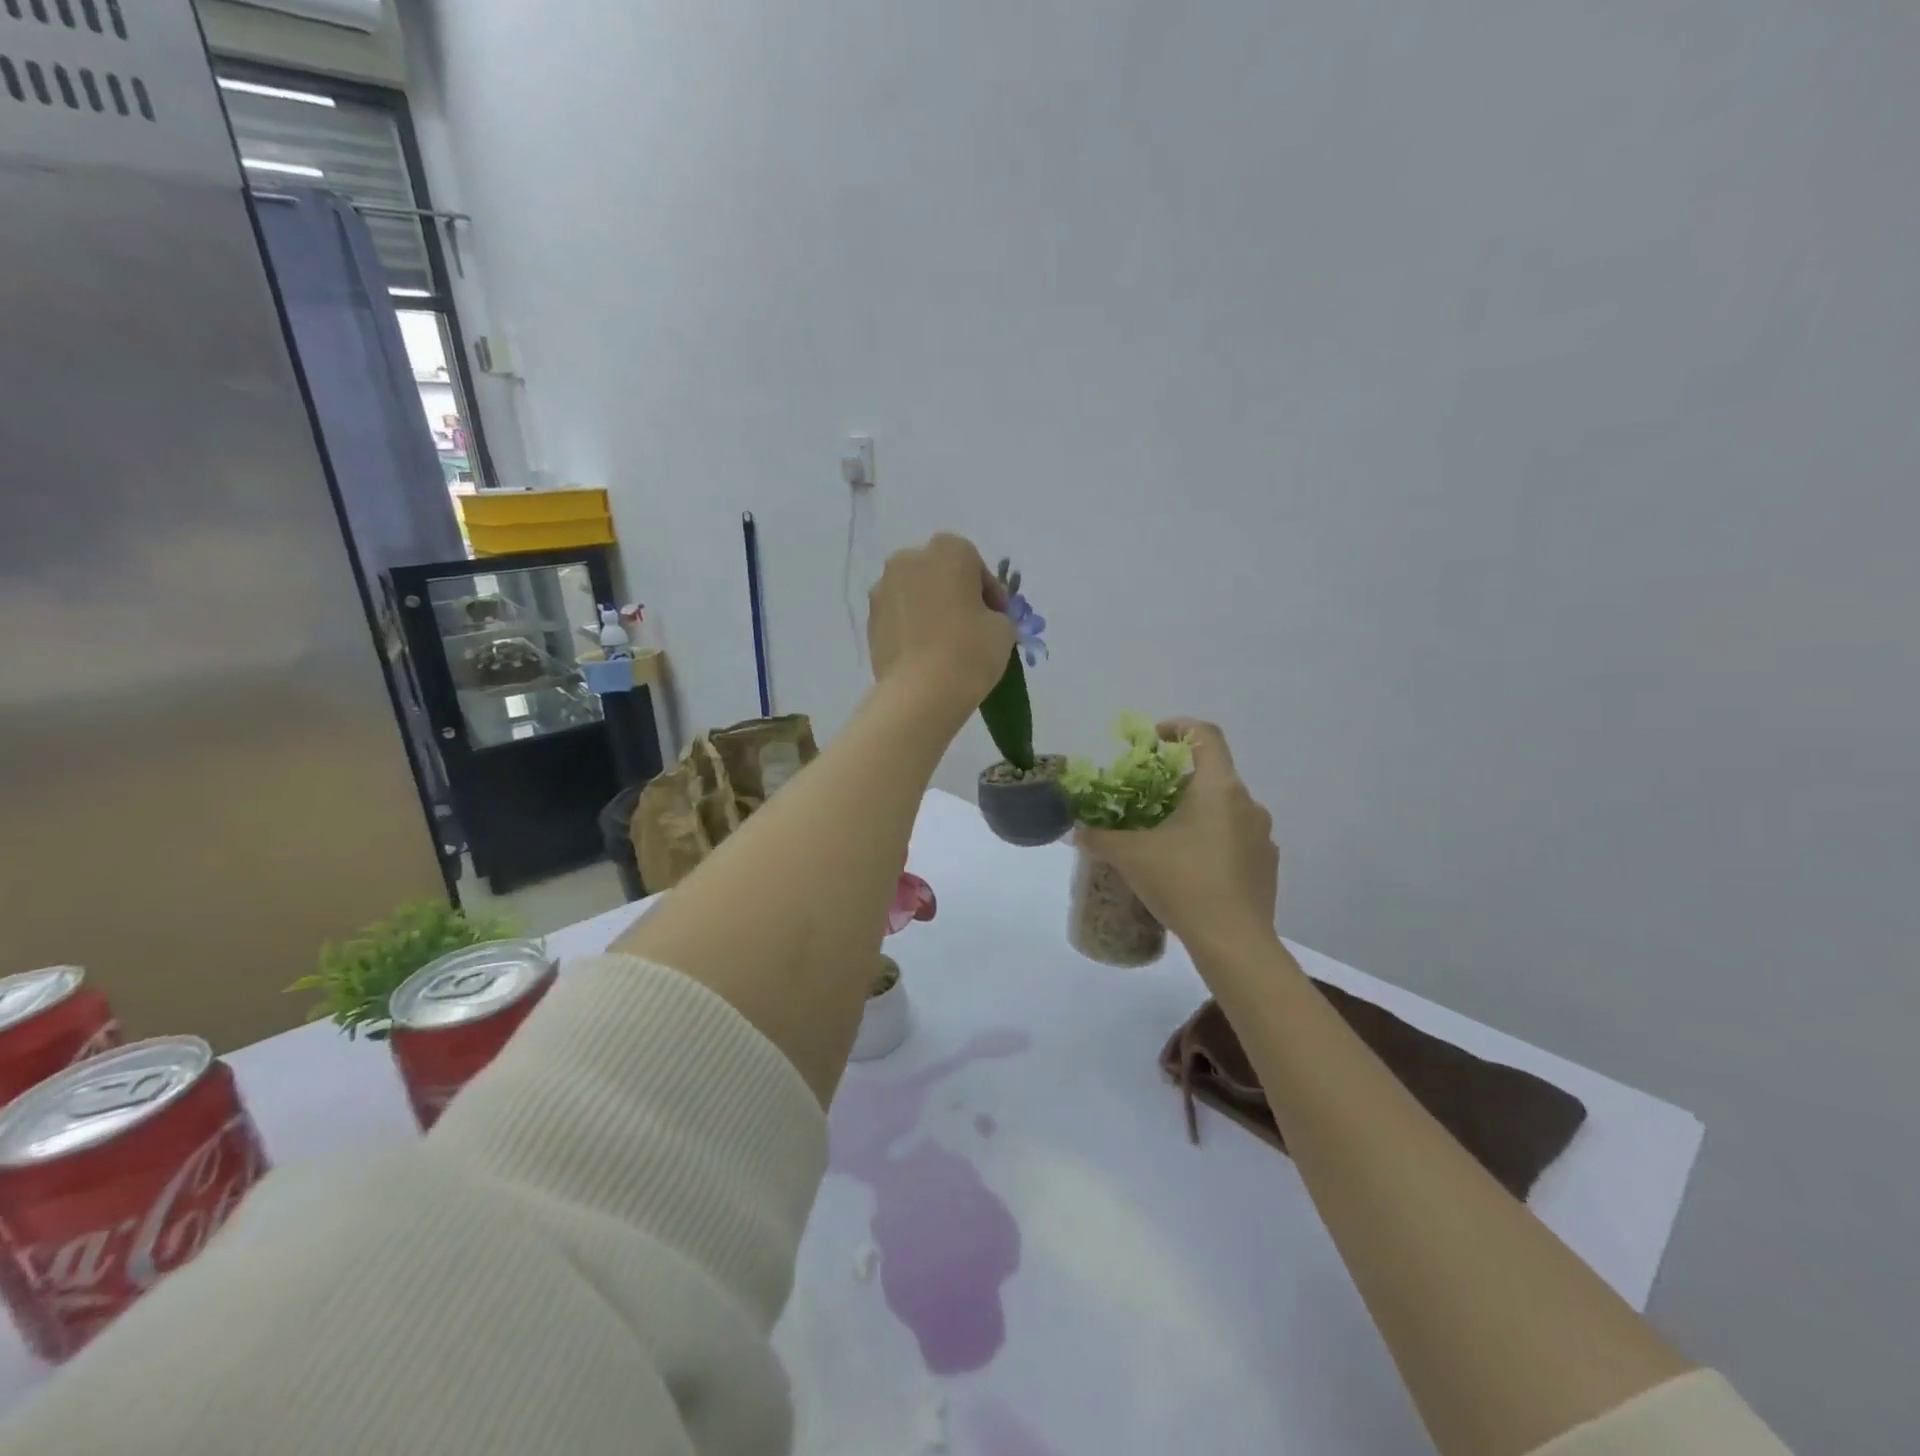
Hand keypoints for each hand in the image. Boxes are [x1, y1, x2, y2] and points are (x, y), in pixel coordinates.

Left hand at [868, 533, 1016, 713]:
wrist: (921, 692)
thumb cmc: (969, 650)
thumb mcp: (1004, 629)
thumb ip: (995, 614)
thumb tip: (982, 619)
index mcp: (947, 550)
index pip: (975, 564)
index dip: (990, 592)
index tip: (997, 616)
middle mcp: (909, 559)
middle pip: (940, 573)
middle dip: (955, 593)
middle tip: (971, 625)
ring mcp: (883, 589)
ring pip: (915, 593)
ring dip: (930, 609)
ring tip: (945, 642)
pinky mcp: (870, 619)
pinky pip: (899, 616)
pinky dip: (911, 627)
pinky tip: (924, 653)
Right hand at [1077, 720, 1278, 956]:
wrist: (1234, 942)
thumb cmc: (1183, 884)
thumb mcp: (1131, 856)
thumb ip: (1100, 837)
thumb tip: (1078, 830)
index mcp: (1218, 788)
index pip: (1206, 735)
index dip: (1179, 727)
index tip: (1154, 739)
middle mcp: (1247, 803)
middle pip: (1212, 774)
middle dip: (1177, 781)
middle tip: (1146, 799)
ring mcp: (1262, 835)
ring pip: (1225, 808)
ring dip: (1196, 812)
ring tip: (1165, 838)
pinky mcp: (1267, 865)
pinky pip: (1236, 838)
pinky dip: (1212, 841)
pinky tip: (1190, 869)